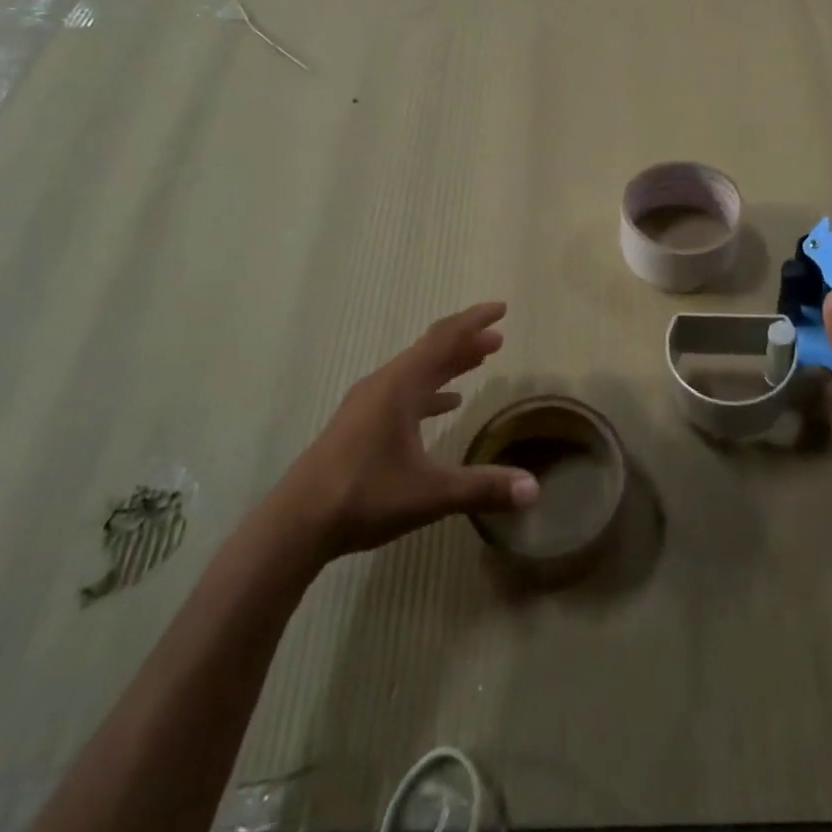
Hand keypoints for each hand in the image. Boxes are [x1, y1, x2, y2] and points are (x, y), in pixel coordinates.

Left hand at [284, 302, 539, 557]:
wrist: (297, 523)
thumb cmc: (363, 496)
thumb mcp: (429, 494)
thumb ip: (482, 488)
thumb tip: (535, 489)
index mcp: (400, 386)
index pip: (444, 340)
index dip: (474, 322)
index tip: (501, 308)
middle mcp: (384, 385)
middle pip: (430, 350)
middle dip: (466, 341)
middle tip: (498, 337)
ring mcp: (368, 404)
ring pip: (416, 371)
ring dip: (448, 364)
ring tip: (479, 361)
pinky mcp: (359, 424)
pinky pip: (403, 393)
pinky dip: (430, 391)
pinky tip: (446, 405)